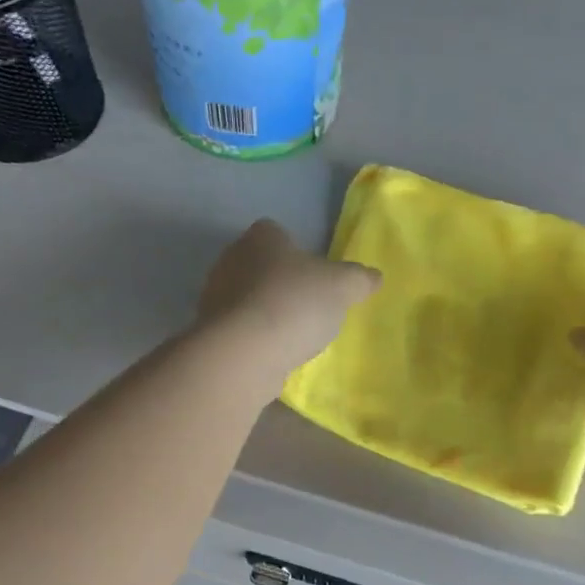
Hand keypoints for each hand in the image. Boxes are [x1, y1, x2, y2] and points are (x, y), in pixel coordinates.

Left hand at [197, 219, 380, 374]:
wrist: (245, 352)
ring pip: (247, 297)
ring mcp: (215, 296)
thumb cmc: (295, 303)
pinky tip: (274, 352)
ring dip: (266, 311)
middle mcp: (231, 259)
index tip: (312, 271)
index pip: (276, 231)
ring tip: (294, 333)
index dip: (294, 249)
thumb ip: (359, 279)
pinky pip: (238, 328)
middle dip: (280, 281)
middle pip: (259, 264)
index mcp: (261, 237)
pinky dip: (255, 337)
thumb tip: (374, 276)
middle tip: (308, 303)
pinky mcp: (211, 331)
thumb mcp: (342, 287)